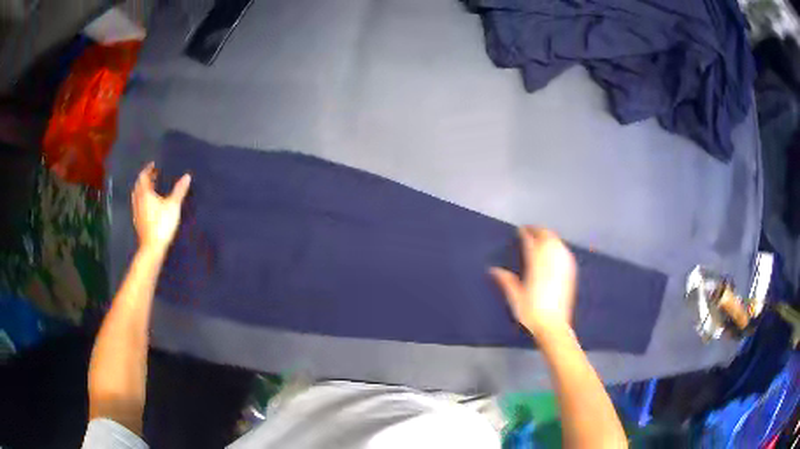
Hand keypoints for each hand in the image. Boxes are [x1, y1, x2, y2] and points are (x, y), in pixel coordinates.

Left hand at [132, 162, 190, 251]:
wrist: (152, 248)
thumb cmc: (162, 224)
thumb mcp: (173, 206)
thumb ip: (179, 190)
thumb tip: (187, 176)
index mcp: (145, 193)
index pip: (143, 176)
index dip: (148, 169)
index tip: (154, 164)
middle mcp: (138, 200)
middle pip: (139, 185)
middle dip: (145, 179)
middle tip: (153, 175)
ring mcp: (137, 212)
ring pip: (137, 196)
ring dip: (143, 189)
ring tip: (151, 188)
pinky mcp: (138, 222)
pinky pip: (138, 205)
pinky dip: (142, 200)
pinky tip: (149, 205)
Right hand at [490, 227, 576, 337]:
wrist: (553, 326)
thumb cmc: (531, 313)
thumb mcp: (515, 297)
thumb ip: (506, 280)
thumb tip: (493, 269)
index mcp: (536, 264)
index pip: (530, 241)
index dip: (525, 233)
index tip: (519, 230)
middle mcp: (551, 261)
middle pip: (547, 237)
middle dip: (538, 230)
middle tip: (530, 230)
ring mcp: (563, 265)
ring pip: (557, 242)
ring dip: (549, 236)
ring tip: (542, 237)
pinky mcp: (570, 272)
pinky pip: (565, 251)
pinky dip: (558, 246)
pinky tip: (556, 250)